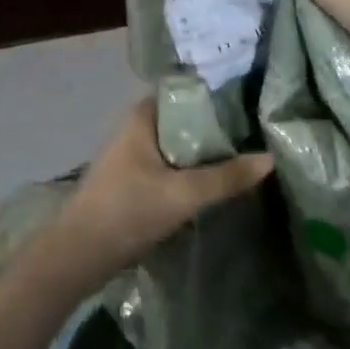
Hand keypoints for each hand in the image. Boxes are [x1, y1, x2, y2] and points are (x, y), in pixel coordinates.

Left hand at [43, 101, 271, 289]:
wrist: (80, 255)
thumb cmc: (128, 211)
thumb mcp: (183, 194)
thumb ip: (226, 177)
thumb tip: (269, 158)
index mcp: (142, 117)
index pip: (185, 92)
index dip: (216, 95)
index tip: (250, 101)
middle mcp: (136, 129)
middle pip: (184, 121)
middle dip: (216, 128)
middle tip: (256, 131)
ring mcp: (133, 157)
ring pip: (178, 147)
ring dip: (205, 153)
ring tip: (244, 155)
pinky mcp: (134, 182)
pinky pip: (171, 167)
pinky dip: (192, 171)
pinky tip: (217, 182)